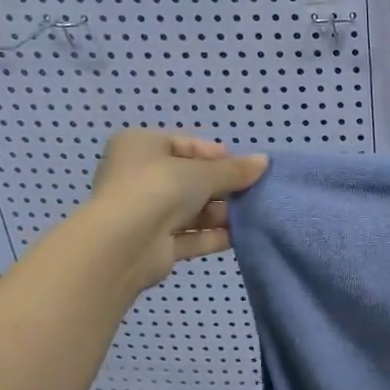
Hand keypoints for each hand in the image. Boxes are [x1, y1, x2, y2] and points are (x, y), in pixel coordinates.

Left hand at [84, 131, 268, 292]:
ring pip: (191, 210)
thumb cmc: (159, 188)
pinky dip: (213, 236)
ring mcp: (145, 213)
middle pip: (190, 179)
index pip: (184, 144)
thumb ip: (235, 170)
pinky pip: (190, 236)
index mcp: (140, 146)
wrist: (125, 243)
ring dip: (221, 214)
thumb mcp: (203, 172)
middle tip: (253, 191)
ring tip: (252, 215)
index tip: (243, 165)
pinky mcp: (155, 245)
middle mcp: (138, 177)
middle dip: (222, 187)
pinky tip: (241, 236)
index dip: (216, 154)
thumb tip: (264, 161)